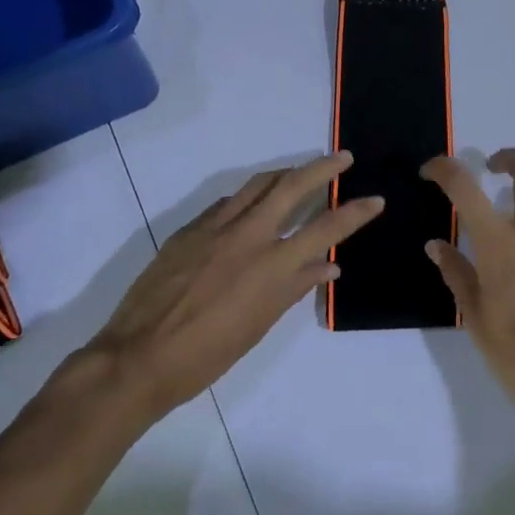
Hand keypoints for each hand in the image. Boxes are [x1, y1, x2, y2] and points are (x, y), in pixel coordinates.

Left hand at [86, 153, 383, 424]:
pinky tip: (252, 206)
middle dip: (322, 168)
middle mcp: (248, 236)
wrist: (138, 357)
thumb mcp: (259, 325)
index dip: (355, 212)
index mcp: (272, 265)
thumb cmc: (207, 354)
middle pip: (292, 186)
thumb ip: (294, 288)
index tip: (376, 199)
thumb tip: (327, 266)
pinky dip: (249, 198)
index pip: (326, 229)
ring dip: (285, 173)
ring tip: (301, 171)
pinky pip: (227, 202)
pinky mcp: (190, 229)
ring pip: (258, 184)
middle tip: (343, 157)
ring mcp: (216, 227)